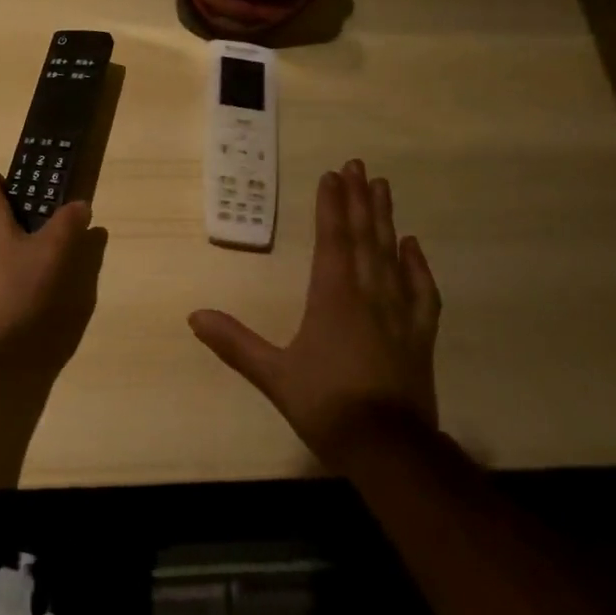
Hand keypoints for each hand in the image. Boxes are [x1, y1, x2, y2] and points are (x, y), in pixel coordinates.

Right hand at [190, 159, 440, 468]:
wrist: (389, 449)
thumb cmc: (327, 406)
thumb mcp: (273, 376)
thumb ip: (235, 343)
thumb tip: (194, 316)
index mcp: (333, 299)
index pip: (332, 240)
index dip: (331, 206)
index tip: (331, 175)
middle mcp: (368, 295)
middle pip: (364, 237)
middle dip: (359, 199)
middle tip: (358, 165)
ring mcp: (399, 313)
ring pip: (392, 254)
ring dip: (385, 219)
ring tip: (382, 187)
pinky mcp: (419, 335)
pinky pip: (421, 290)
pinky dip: (417, 264)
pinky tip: (413, 246)